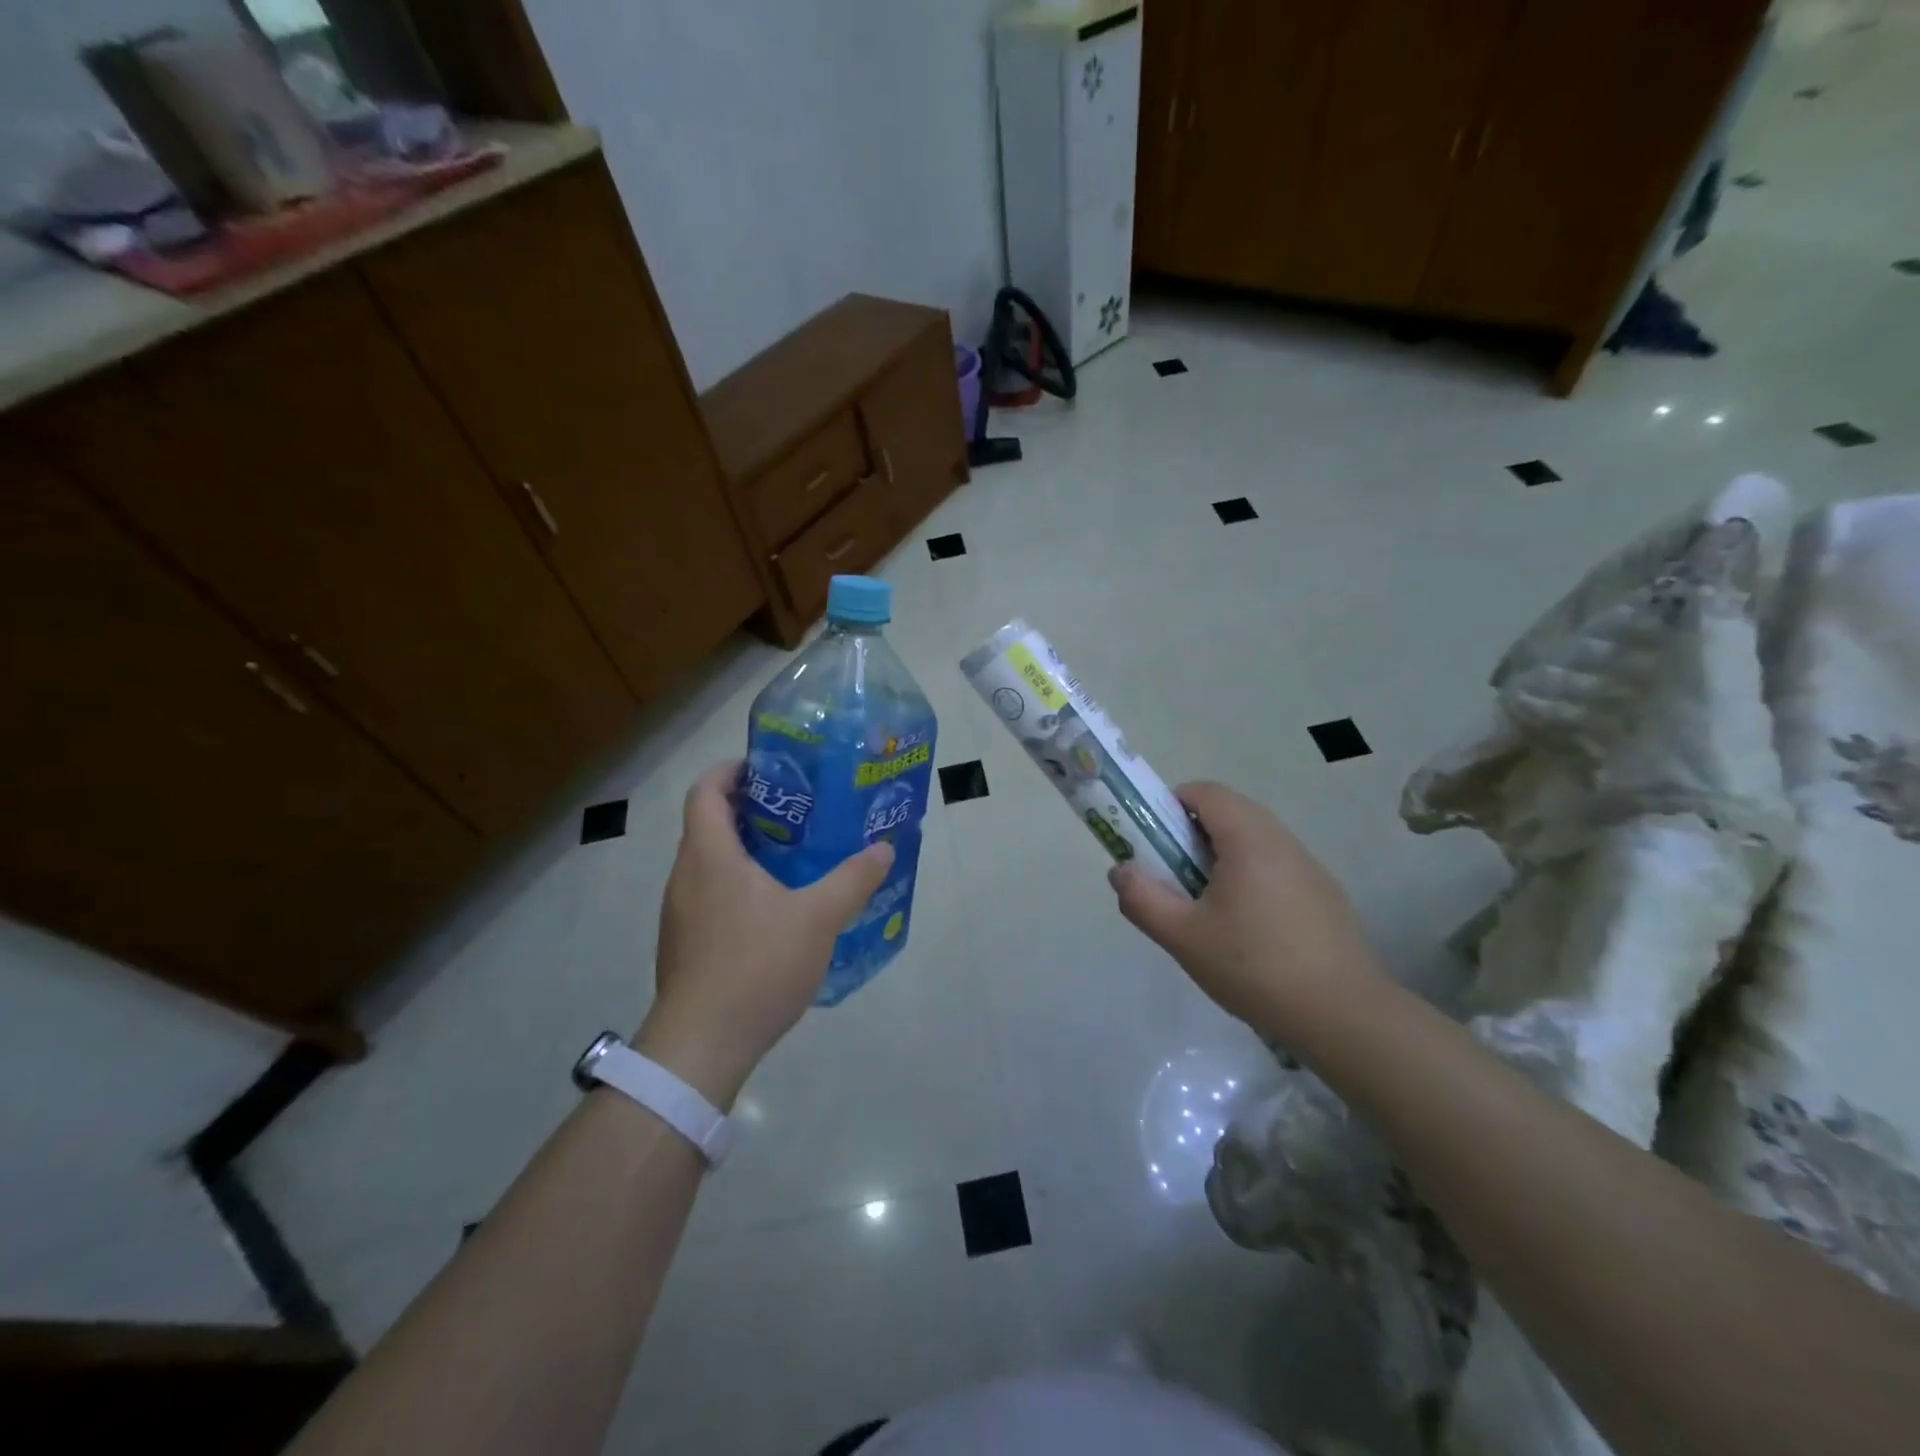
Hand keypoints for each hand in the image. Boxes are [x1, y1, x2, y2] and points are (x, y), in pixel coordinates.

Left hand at [635, 760, 892, 1107]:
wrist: (701, 1045)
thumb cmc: (756, 965)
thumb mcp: (817, 918)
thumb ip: (852, 880)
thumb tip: (884, 849)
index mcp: (709, 855)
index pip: (706, 790)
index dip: (732, 771)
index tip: (769, 769)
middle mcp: (685, 876)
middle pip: (709, 824)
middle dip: (751, 811)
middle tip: (800, 813)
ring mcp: (680, 913)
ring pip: (710, 863)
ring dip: (746, 852)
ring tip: (795, 858)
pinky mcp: (685, 944)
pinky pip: (710, 896)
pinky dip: (739, 887)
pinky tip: (777, 911)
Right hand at [1107, 782, 1382, 1031]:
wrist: (1344, 1016)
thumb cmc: (1254, 967)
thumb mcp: (1183, 937)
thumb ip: (1143, 899)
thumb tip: (1120, 871)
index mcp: (1249, 839)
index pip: (1205, 792)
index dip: (1171, 806)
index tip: (1154, 842)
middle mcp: (1282, 841)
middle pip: (1229, 814)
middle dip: (1192, 835)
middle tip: (1172, 876)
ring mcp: (1309, 867)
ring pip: (1254, 841)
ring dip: (1221, 858)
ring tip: (1207, 908)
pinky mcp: (1325, 895)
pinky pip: (1276, 867)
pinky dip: (1250, 878)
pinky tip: (1248, 931)